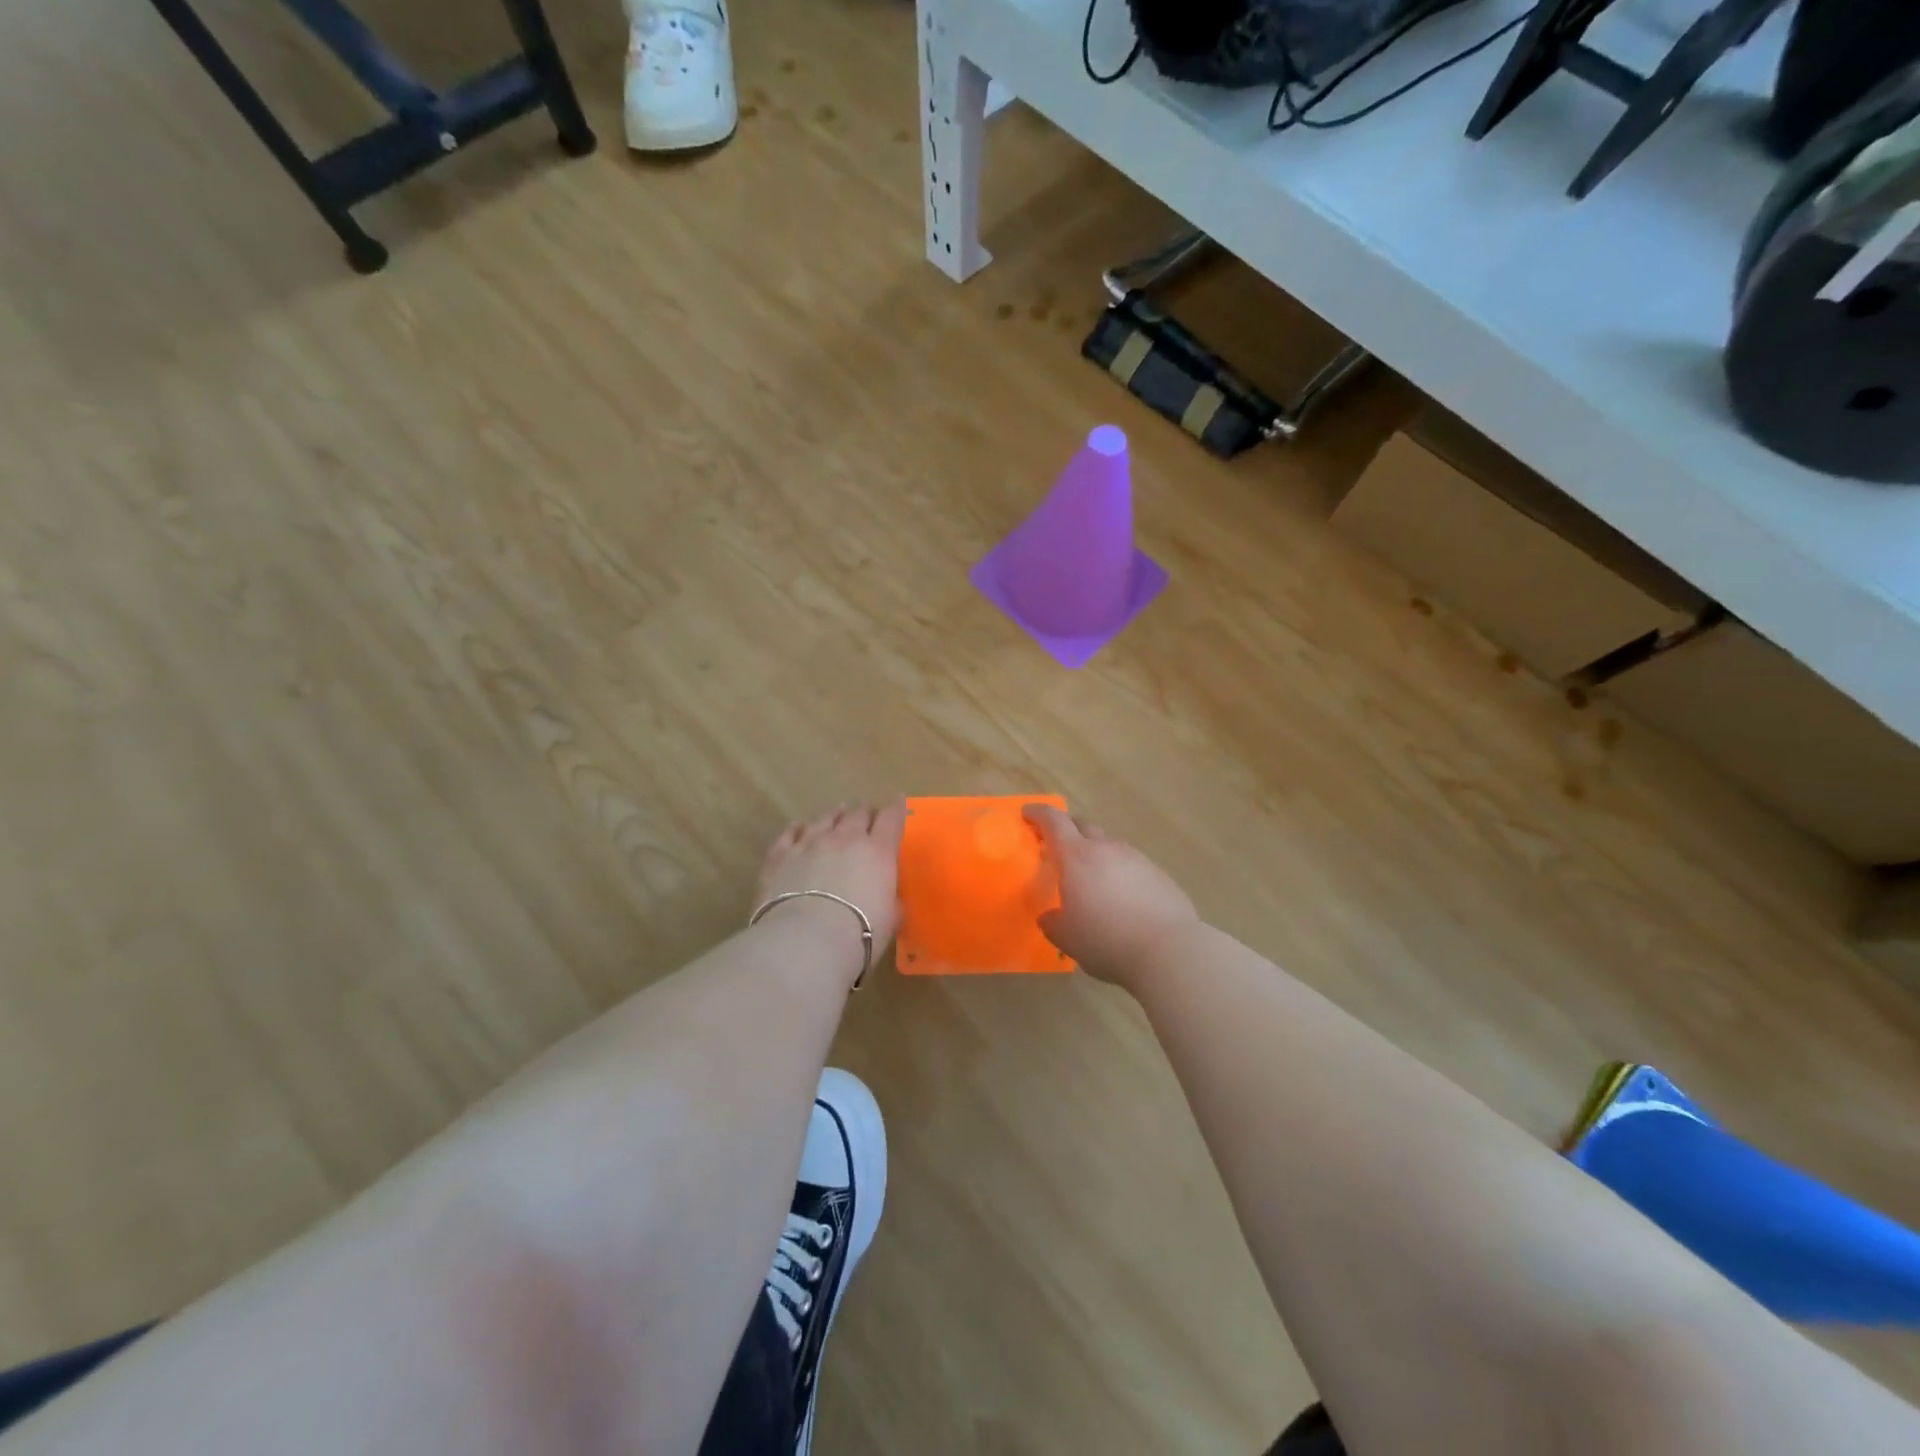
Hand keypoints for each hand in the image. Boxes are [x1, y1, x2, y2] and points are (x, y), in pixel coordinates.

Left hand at [756, 802, 905, 970]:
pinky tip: (799, 827)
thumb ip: (892, 901)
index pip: (891, 818)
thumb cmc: (859, 934)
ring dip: (835, 814)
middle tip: (867, 816)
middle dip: (865, 812)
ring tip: (838, 814)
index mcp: (878, 851)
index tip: (898, 800)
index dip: (896, 807)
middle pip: (858, 812)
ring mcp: (810, 843)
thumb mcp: (890, 919)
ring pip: (825, 817)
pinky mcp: (780, 855)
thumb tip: (890, 898)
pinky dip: (798, 828)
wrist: (806, 941)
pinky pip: (790, 833)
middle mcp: (845, 838)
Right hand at [1024, 805, 1199, 989]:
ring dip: (1096, 853)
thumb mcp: (1067, 938)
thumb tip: (1050, 916)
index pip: (1054, 822)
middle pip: (1083, 826)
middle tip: (1058, 847)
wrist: (1169, 950)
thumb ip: (1053, 923)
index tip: (1028, 814)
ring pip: (1110, 845)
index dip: (1039, 814)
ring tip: (1092, 878)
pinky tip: (1123, 897)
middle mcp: (1107, 849)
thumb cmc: (1106, 940)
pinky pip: (1132, 864)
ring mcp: (1137, 859)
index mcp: (1077, 857)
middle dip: (1067, 830)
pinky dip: (1120, 872)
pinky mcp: (1160, 874)